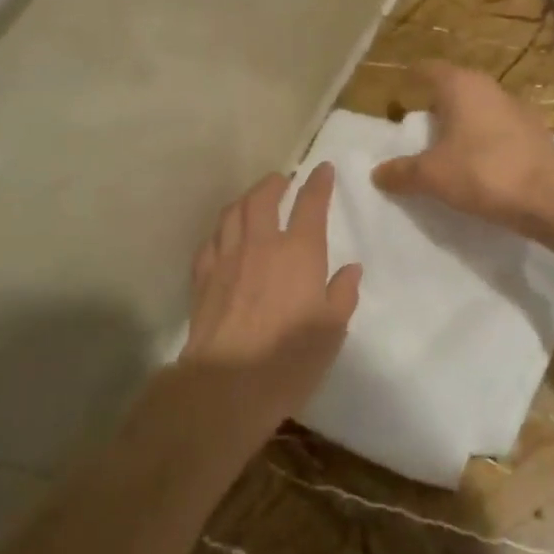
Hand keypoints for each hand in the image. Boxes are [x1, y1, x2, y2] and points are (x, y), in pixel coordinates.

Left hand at [178, 164, 361, 442]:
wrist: (226, 383)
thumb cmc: (289, 358)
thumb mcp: (332, 330)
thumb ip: (342, 294)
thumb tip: (351, 269)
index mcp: (299, 252)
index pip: (310, 204)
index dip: (318, 183)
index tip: (323, 169)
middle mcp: (261, 244)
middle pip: (263, 198)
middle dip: (275, 183)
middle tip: (283, 180)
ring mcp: (227, 258)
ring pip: (233, 213)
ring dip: (246, 199)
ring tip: (254, 200)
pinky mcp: (203, 277)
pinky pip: (211, 241)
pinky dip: (221, 230)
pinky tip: (224, 237)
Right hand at [371, 61, 553, 231]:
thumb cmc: (485, 172)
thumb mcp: (433, 176)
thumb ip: (402, 172)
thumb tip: (377, 173)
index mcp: (461, 86)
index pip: (428, 70)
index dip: (411, 79)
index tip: (398, 93)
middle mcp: (489, 89)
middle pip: (454, 91)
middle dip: (435, 108)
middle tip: (415, 132)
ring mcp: (516, 111)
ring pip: (477, 113)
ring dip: (460, 129)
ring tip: (442, 154)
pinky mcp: (533, 136)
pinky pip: (497, 135)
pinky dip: (482, 146)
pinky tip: (475, 170)